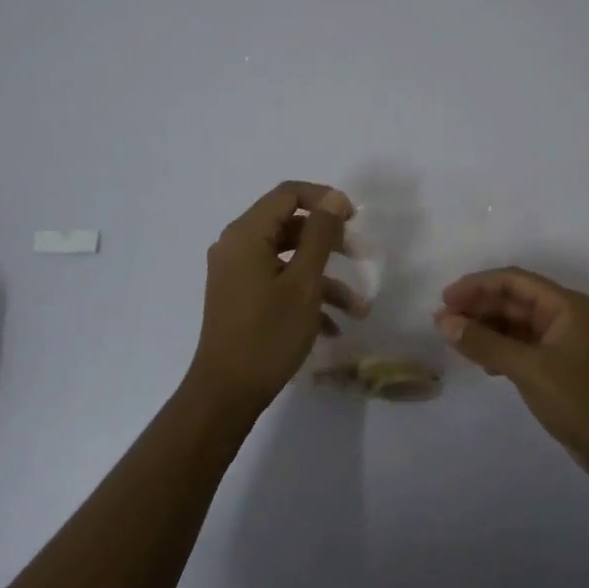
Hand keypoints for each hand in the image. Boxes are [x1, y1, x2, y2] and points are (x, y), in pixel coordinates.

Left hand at [187, 181, 368, 413]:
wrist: (226, 393)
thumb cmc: (268, 334)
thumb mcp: (304, 283)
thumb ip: (320, 235)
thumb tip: (334, 198)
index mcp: (246, 234)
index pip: (288, 194)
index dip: (324, 198)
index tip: (354, 219)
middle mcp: (236, 246)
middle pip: (290, 225)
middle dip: (330, 242)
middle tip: (362, 257)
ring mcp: (237, 273)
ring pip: (288, 258)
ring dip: (325, 278)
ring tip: (357, 308)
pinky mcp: (241, 297)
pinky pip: (278, 281)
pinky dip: (305, 295)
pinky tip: (332, 327)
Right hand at [434, 267, 588, 489]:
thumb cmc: (581, 399)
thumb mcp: (529, 369)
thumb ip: (485, 344)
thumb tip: (444, 322)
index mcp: (565, 306)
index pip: (514, 281)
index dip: (477, 285)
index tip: (445, 299)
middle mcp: (565, 317)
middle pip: (514, 301)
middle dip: (478, 308)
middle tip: (442, 323)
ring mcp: (564, 344)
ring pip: (517, 325)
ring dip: (487, 330)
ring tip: (455, 341)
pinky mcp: (561, 368)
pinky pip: (523, 348)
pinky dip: (501, 350)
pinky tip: (483, 363)